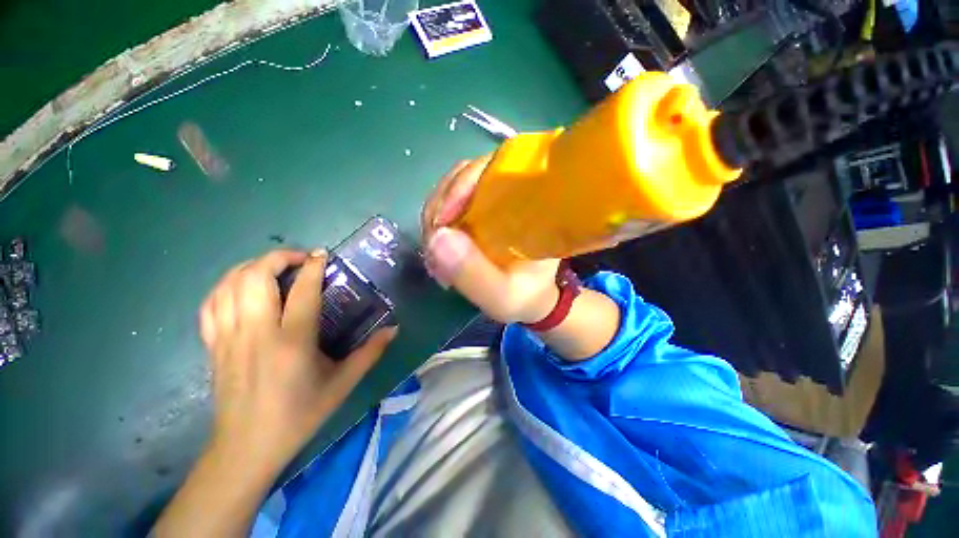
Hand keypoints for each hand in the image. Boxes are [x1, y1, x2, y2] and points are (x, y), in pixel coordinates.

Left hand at [199, 249, 397, 475]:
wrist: (247, 447)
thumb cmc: (300, 414)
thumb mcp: (343, 384)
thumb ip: (371, 352)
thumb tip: (394, 329)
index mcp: (292, 342)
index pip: (303, 291)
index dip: (313, 267)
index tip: (322, 255)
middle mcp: (257, 333)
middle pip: (256, 277)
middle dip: (278, 257)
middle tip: (299, 258)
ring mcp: (229, 338)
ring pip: (229, 285)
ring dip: (251, 266)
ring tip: (272, 267)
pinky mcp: (213, 345)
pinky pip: (211, 304)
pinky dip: (225, 286)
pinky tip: (241, 287)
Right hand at [421, 157, 560, 323]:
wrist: (533, 298)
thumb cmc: (525, 296)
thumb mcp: (503, 295)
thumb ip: (474, 274)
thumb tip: (437, 237)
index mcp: (531, 204)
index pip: (494, 170)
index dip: (460, 187)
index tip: (440, 222)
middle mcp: (513, 192)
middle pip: (468, 175)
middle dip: (440, 207)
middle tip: (432, 245)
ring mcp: (495, 199)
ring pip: (455, 187)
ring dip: (436, 215)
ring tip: (434, 252)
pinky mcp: (482, 209)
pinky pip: (452, 202)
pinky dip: (438, 221)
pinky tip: (437, 247)